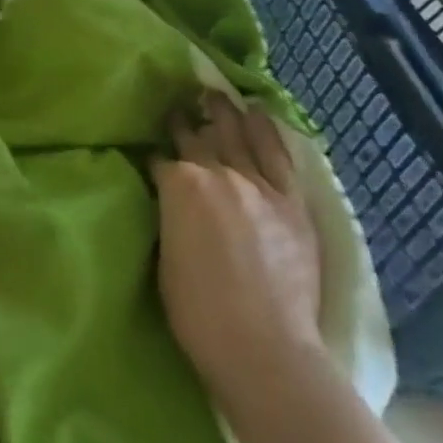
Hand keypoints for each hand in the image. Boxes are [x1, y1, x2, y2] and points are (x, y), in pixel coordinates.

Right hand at [153, 92, 322, 404]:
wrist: (263, 346)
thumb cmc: (197, 310)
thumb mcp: (164, 254)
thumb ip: (168, 216)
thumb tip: (170, 200)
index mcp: (179, 185)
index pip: (161, 161)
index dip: (154, 157)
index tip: (150, 152)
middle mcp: (218, 173)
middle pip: (199, 139)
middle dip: (187, 120)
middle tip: (180, 103)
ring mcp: (259, 186)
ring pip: (240, 136)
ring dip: (227, 114)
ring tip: (218, 96)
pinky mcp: (291, 203)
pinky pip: (279, 157)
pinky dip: (267, 133)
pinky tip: (259, 115)